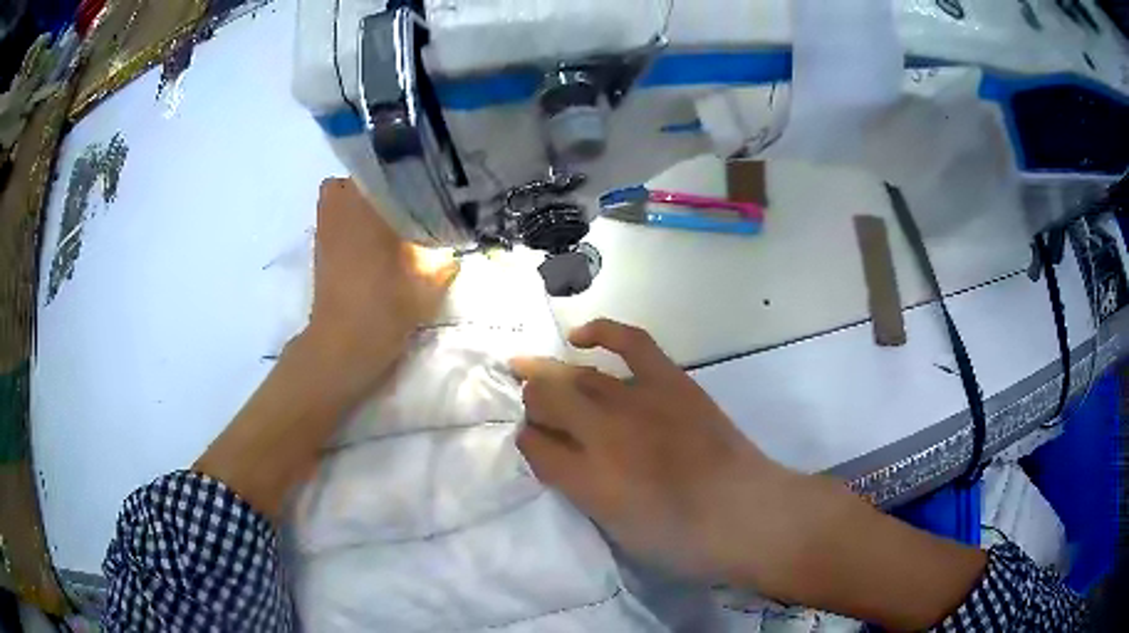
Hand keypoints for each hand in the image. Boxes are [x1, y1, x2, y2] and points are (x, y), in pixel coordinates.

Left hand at [194, 178, 457, 518]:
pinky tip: (374, 234)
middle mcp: (341, 211)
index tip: (426, 174)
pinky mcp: (320, 248)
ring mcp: (326, 229)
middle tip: (407, 195)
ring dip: (362, 196)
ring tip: (391, 211)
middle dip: (379, 180)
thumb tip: (460, 245)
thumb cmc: (381, 313)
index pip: (382, 169)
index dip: (404, 167)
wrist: (340, 350)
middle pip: (355, 176)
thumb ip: (447, 261)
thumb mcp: (427, 288)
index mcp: (368, 211)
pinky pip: (333, 214)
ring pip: (339, 193)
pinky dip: (349, 215)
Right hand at [512, 319, 987, 628]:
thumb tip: (559, 460)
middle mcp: (603, 436)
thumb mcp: (618, 532)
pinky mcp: (670, 382)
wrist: (749, 515)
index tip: (531, 444)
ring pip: (576, 377)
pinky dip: (602, 332)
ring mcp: (638, 403)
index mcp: (587, 482)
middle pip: (547, 403)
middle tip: (529, 407)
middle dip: (531, 403)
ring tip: (532, 371)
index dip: (527, 443)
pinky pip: (630, 342)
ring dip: (549, 375)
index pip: (535, 449)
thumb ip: (581, 493)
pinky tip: (581, 336)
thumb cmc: (683, 540)